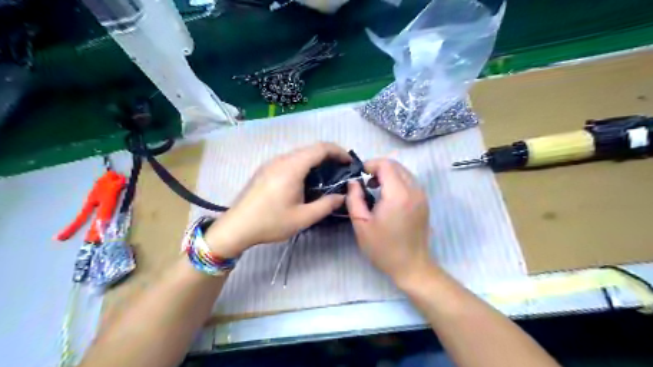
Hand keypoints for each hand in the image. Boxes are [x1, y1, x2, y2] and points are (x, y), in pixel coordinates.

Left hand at [207, 143, 352, 256]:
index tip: (349, 163)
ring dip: (316, 160)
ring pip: (299, 154)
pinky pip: (289, 160)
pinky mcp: (265, 169)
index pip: (321, 148)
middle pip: (310, 149)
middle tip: (341, 171)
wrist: (236, 227)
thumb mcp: (303, 217)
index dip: (338, 152)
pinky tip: (306, 181)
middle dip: (329, 156)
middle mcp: (281, 159)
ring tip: (326, 176)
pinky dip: (304, 165)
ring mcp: (271, 163)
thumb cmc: (270, 222)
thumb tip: (342, 197)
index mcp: (292, 167)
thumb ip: (326, 205)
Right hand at [347, 159, 431, 287]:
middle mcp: (414, 190)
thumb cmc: (383, 248)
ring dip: (388, 175)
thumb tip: (353, 182)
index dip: (370, 164)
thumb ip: (354, 199)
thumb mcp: (361, 224)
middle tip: (365, 182)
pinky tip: (387, 197)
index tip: (359, 175)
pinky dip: (396, 182)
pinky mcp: (424, 202)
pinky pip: (409, 182)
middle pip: (396, 166)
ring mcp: (421, 196)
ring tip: (374, 188)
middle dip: (378, 168)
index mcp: (398, 194)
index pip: (386, 165)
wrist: (411, 266)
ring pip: (404, 172)